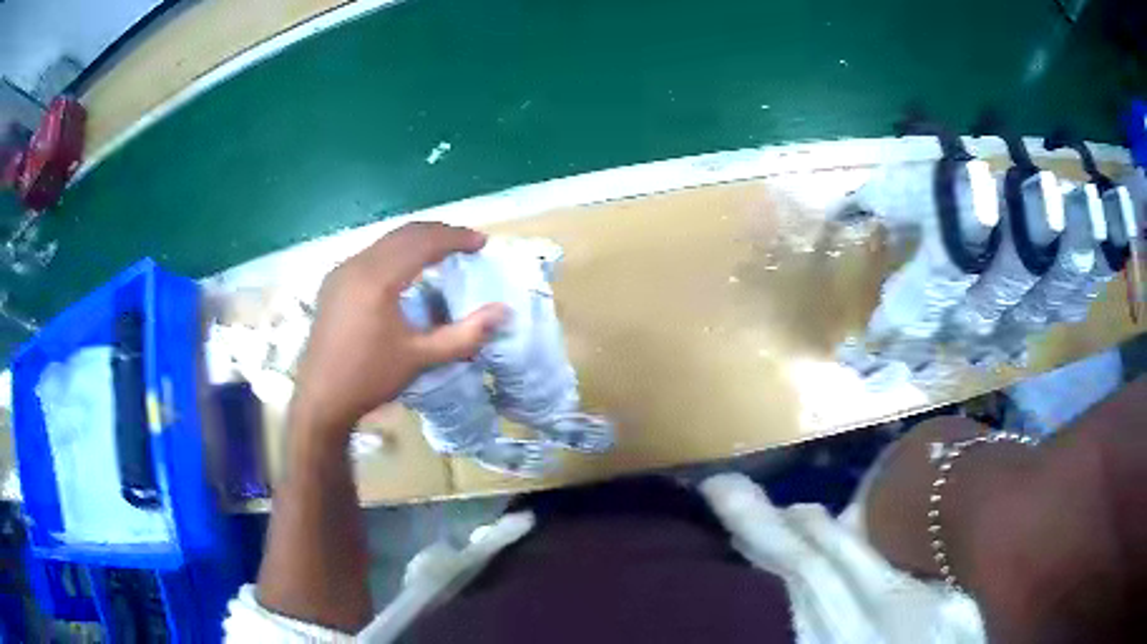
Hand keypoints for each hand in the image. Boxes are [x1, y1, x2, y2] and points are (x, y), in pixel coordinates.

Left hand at [289, 222, 507, 439]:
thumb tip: (503, 313)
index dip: (456, 238)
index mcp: (378, 279)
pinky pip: (370, 254)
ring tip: (441, 254)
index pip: (423, 242)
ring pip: (385, 241)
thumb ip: (464, 335)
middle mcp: (357, 264)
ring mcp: (341, 271)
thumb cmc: (369, 378)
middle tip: (466, 244)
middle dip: (438, 234)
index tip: (481, 243)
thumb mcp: (420, 358)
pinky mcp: (333, 282)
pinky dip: (395, 253)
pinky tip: (405, 272)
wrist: (320, 399)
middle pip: (404, 233)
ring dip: (416, 241)